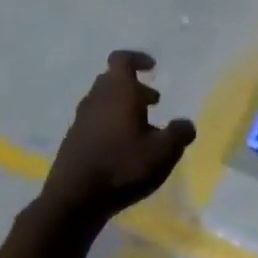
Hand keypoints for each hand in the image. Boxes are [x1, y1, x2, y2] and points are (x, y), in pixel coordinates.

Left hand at [43, 51, 196, 221]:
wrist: (75, 198)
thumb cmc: (123, 167)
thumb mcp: (164, 151)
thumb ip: (179, 133)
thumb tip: (184, 124)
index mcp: (118, 93)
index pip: (122, 60)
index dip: (138, 59)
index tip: (153, 67)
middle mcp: (96, 100)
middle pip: (112, 81)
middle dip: (134, 87)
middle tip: (154, 102)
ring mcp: (81, 120)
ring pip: (103, 102)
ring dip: (123, 108)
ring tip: (143, 129)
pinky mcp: (73, 140)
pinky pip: (95, 122)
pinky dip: (111, 126)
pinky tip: (124, 149)